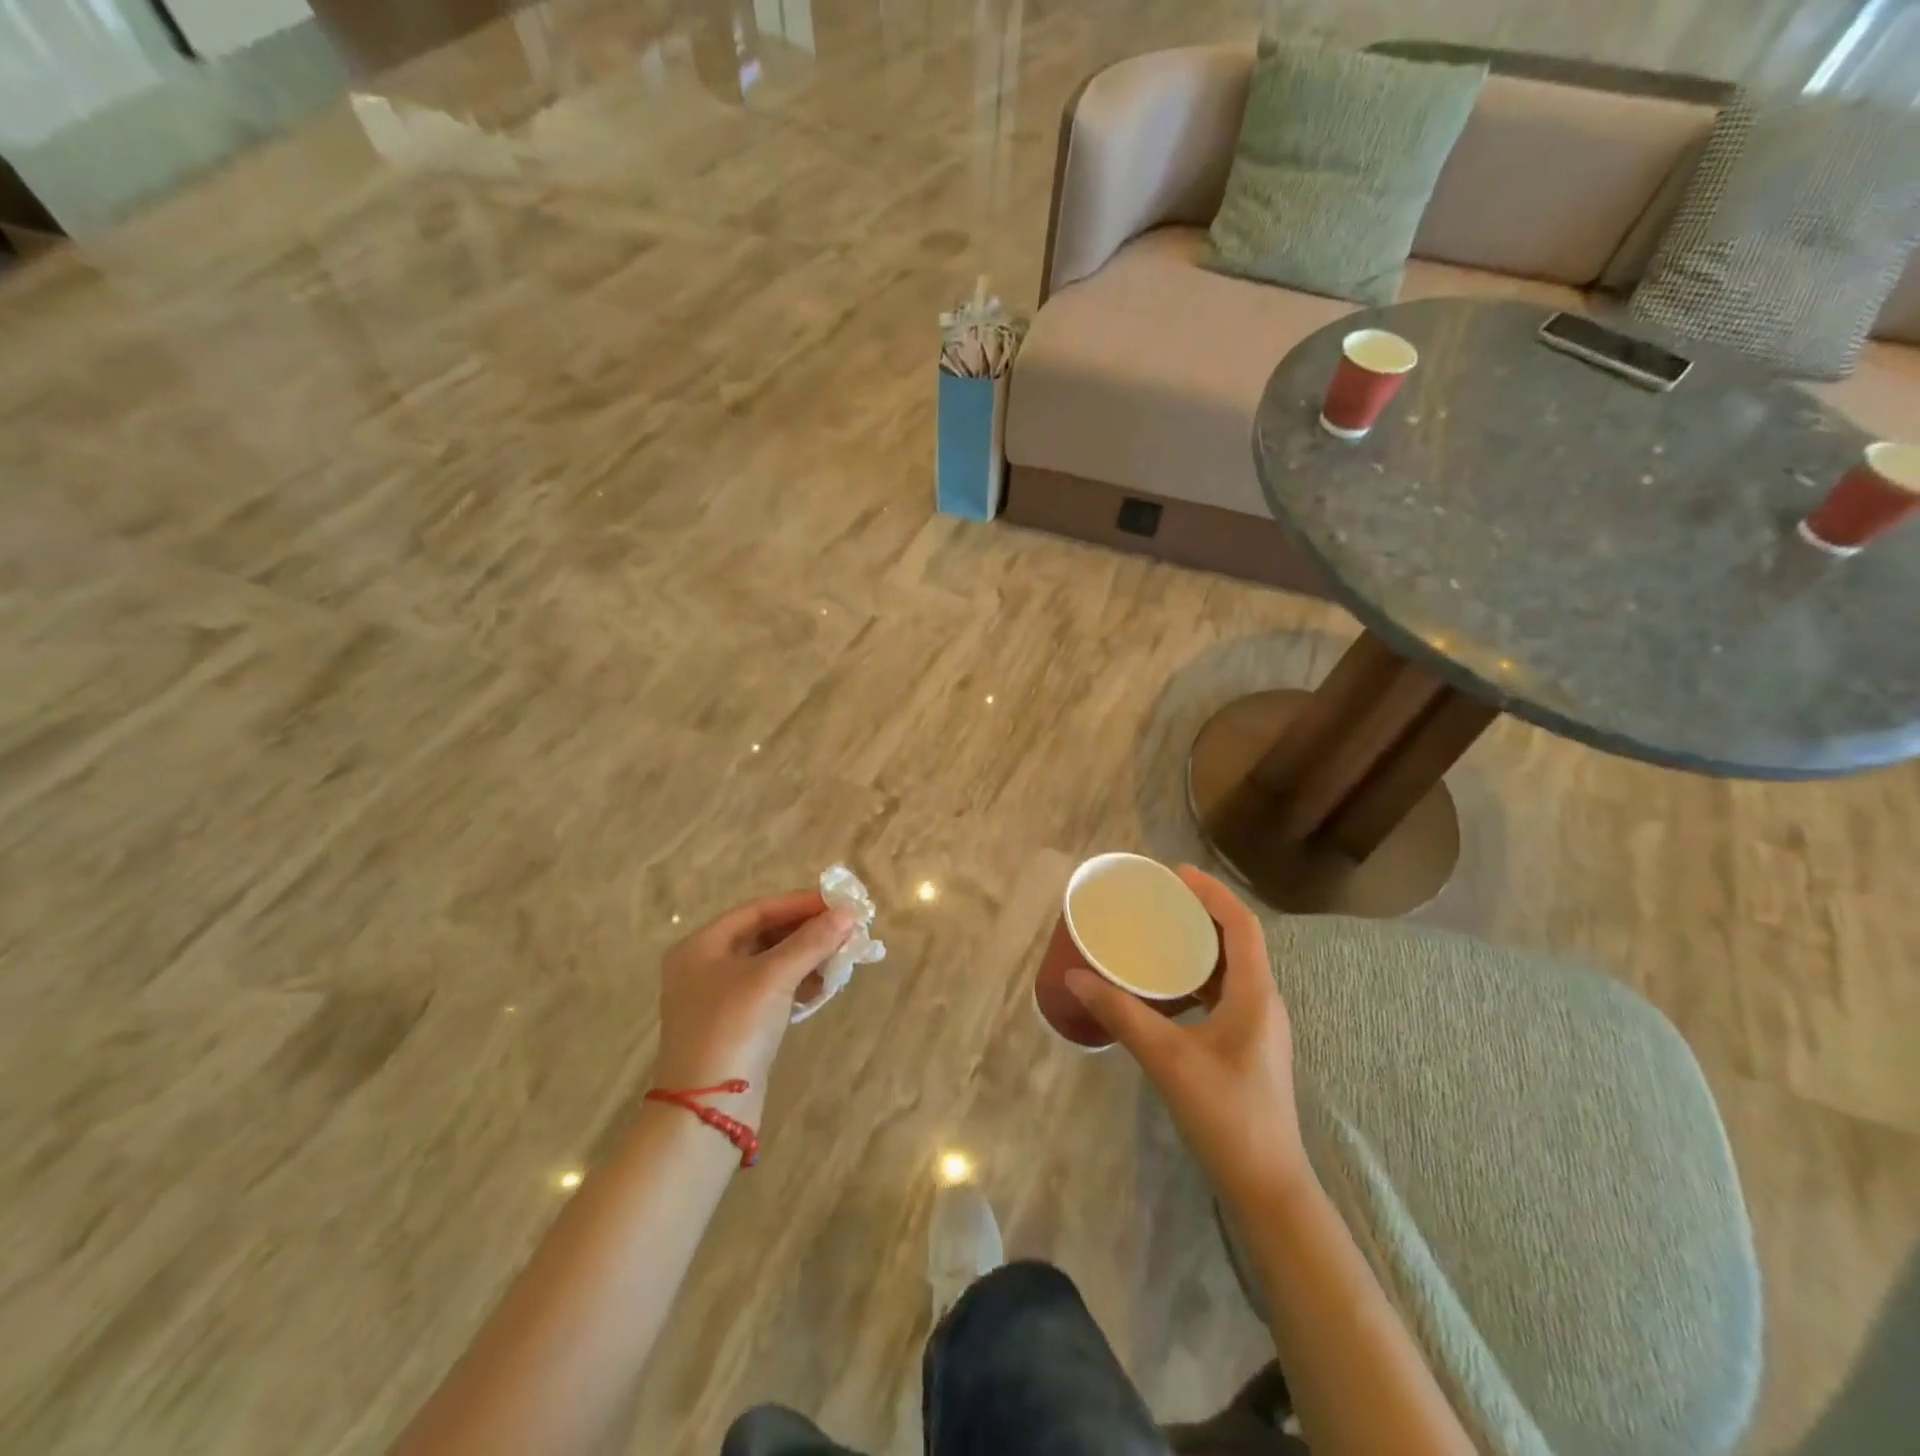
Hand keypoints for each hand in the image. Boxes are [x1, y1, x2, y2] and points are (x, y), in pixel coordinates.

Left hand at [650, 890, 855, 1122]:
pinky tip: (825, 986)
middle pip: (765, 935)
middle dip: (807, 932)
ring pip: (771, 964)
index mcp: (701, 946)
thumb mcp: (773, 977)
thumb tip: (848, 914)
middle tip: (847, 929)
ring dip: (807, 958)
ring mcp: (719, 999)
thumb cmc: (733, 1028)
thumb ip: (811, 941)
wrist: (707, 1111)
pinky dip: (798, 984)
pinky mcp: (736, 1027)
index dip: (800, 903)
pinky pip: (772, 991)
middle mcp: (705, 967)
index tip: (839, 903)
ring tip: (843, 956)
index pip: (758, 910)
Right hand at [1066, 867, 1309, 1206]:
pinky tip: (1168, 985)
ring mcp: (1258, 1026)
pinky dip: (1198, 976)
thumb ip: (1120, 1013)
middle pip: (1238, 940)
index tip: (1176, 873)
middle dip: (1202, 912)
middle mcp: (1263, 1001)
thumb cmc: (1225, 1114)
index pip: (1241, 925)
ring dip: (1200, 944)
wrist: (1267, 1185)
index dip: (1212, 893)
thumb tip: (1076, 977)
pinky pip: (1224, 993)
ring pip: (1231, 968)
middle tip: (1160, 898)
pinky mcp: (1247, 1045)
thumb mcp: (1166, 1058)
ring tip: (1160, 931)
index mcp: (1255, 994)